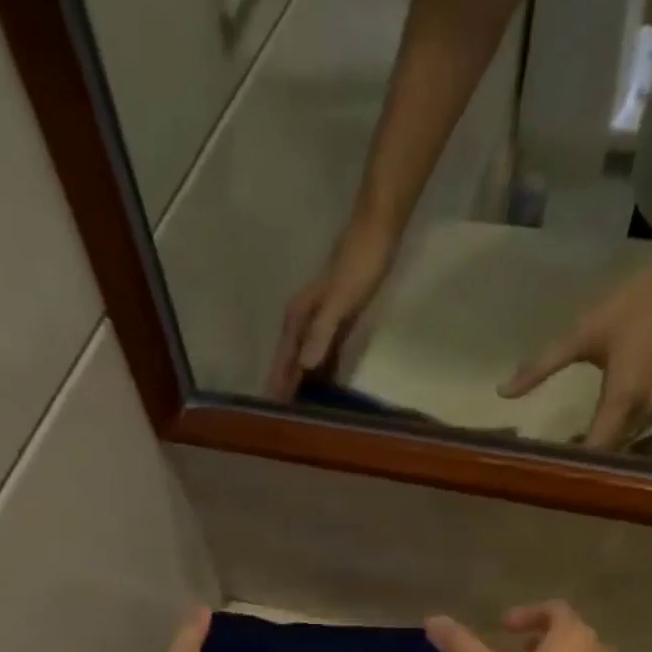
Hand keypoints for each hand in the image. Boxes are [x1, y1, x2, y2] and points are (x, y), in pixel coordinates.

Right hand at [265, 220, 397, 400]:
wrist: (377, 231)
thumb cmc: (359, 264)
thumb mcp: (340, 300)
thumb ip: (322, 332)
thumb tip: (305, 366)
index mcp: (299, 319)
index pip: (285, 360)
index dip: (279, 383)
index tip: (273, 410)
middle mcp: (304, 322)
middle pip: (292, 362)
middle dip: (287, 387)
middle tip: (285, 420)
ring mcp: (321, 322)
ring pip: (307, 359)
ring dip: (304, 382)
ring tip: (302, 410)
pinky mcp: (338, 322)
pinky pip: (326, 353)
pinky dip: (323, 371)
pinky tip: (326, 387)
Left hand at [499, 249, 651, 449]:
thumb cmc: (633, 305)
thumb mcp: (580, 334)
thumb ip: (540, 367)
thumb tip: (503, 393)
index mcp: (622, 400)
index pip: (595, 450)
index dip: (570, 464)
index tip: (542, 471)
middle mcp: (644, 413)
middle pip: (609, 453)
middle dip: (581, 462)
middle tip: (546, 465)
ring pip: (623, 445)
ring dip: (597, 451)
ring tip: (562, 452)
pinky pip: (634, 431)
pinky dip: (612, 437)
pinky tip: (589, 433)